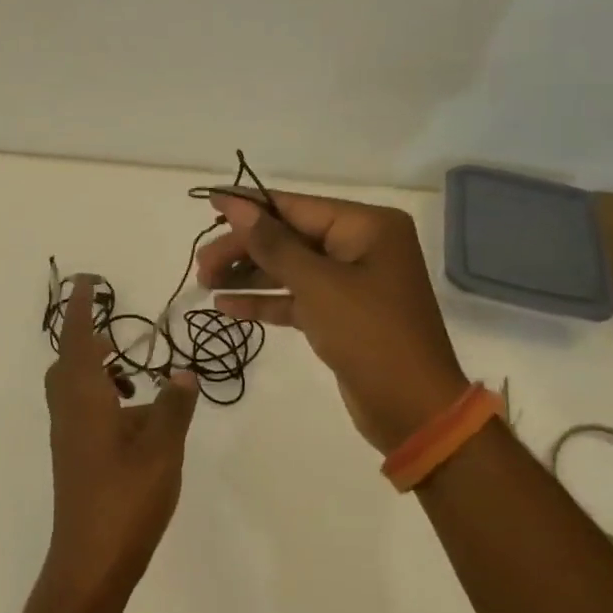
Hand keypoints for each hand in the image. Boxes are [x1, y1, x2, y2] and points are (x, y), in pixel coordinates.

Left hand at [43, 276, 199, 609]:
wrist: (91, 559)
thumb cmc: (126, 497)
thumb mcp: (162, 447)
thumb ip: (173, 405)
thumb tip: (184, 371)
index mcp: (84, 398)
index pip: (79, 339)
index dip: (82, 308)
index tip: (87, 280)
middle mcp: (69, 411)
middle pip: (68, 361)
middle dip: (88, 338)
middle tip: (118, 330)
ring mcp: (68, 437)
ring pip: (74, 388)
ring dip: (97, 370)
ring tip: (133, 373)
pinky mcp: (74, 458)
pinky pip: (82, 410)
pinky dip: (102, 398)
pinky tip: (134, 418)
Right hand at [196, 190, 467, 453]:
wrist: (412, 409)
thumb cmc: (369, 335)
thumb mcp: (317, 285)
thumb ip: (273, 244)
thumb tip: (236, 206)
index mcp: (367, 227)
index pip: (296, 207)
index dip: (250, 207)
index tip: (208, 202)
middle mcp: (360, 247)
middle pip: (289, 238)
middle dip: (244, 249)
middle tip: (201, 265)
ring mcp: (351, 283)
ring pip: (289, 269)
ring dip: (248, 275)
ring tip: (204, 283)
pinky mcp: (340, 315)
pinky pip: (296, 298)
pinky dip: (265, 301)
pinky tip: (227, 307)